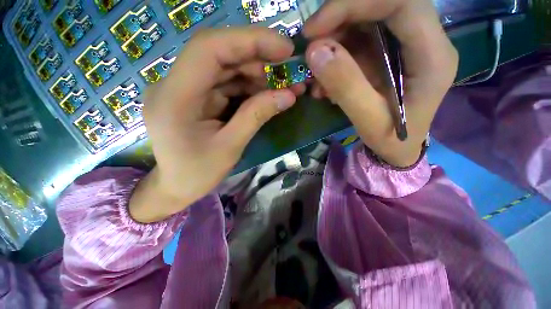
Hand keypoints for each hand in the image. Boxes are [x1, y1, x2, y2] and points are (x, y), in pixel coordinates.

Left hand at [130, 28, 303, 222]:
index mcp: (175, 97)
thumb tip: (288, 95)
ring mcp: (186, 89)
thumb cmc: (197, 173)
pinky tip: (268, 94)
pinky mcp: (197, 97)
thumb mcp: (231, 147)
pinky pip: (227, 84)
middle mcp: (175, 84)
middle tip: (289, 70)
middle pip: (220, 54)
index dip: (249, 41)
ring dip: (258, 74)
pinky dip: (250, 87)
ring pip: (226, 69)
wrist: (176, 187)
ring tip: (285, 85)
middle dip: (259, 59)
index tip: (283, 48)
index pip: (209, 48)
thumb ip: (256, 116)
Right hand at [304, 0, 458, 166]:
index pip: (401, 3)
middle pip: (382, 4)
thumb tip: (315, 52)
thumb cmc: (391, 140)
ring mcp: (404, 45)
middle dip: (339, 18)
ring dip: (333, 39)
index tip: (315, 29)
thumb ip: (346, 86)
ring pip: (366, 20)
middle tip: (311, 44)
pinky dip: (335, 54)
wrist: (398, 148)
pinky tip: (324, 81)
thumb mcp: (368, 120)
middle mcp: (424, 40)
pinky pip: (358, 40)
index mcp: (433, 56)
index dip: (354, 4)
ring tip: (316, 72)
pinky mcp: (387, 53)